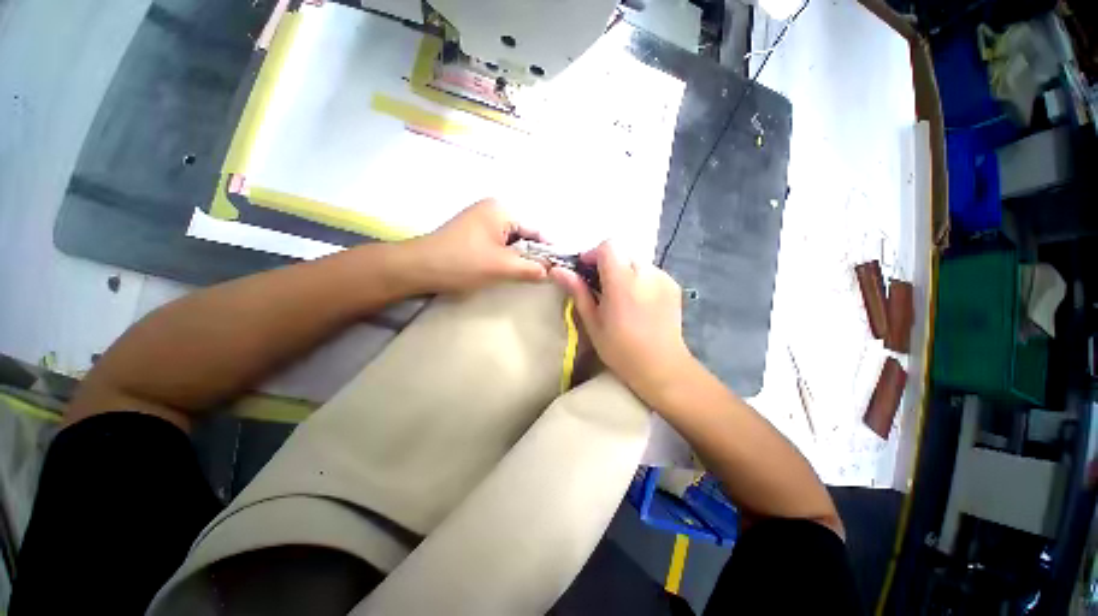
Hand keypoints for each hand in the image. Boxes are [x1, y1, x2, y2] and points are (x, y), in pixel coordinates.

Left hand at [397, 199, 547, 294]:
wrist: (418, 268)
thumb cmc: (462, 263)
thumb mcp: (502, 266)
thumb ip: (531, 268)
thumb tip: (550, 271)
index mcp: (502, 210)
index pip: (536, 229)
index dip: (548, 250)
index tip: (558, 269)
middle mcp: (493, 209)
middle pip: (524, 234)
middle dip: (532, 256)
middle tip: (541, 277)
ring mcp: (481, 221)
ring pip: (511, 242)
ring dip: (518, 259)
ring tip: (524, 276)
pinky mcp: (473, 233)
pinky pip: (498, 244)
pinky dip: (505, 258)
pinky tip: (506, 271)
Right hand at [550, 241, 697, 404]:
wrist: (661, 367)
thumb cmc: (621, 350)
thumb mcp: (593, 323)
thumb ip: (578, 292)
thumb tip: (557, 270)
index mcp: (622, 282)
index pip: (608, 246)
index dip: (593, 254)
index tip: (586, 271)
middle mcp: (646, 273)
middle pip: (622, 252)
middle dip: (608, 263)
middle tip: (601, 286)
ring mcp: (663, 278)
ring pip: (637, 261)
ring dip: (624, 271)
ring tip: (622, 296)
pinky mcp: (673, 285)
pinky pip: (651, 271)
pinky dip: (641, 279)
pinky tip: (639, 301)